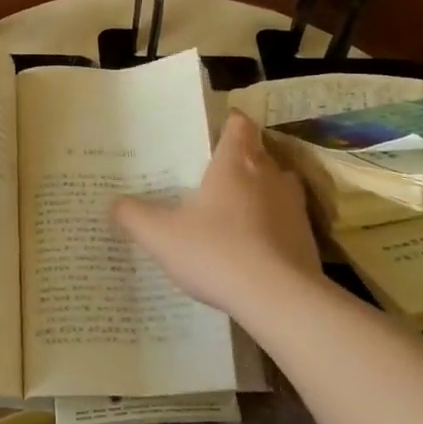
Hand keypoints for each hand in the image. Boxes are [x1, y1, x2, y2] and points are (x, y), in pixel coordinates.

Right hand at [113, 112, 322, 325]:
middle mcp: (269, 174)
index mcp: (235, 162)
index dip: (228, 124)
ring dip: (260, 192)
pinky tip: (253, 247)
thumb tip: (115, 202)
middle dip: (239, 160)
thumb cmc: (216, 252)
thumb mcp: (161, 235)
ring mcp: (293, 206)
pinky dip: (272, 225)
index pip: (239, 124)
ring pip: (277, 185)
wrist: (280, 299)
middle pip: (258, 153)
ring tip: (234, 209)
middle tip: (212, 175)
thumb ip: (134, 215)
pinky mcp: (307, 238)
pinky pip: (287, 220)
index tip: (213, 132)